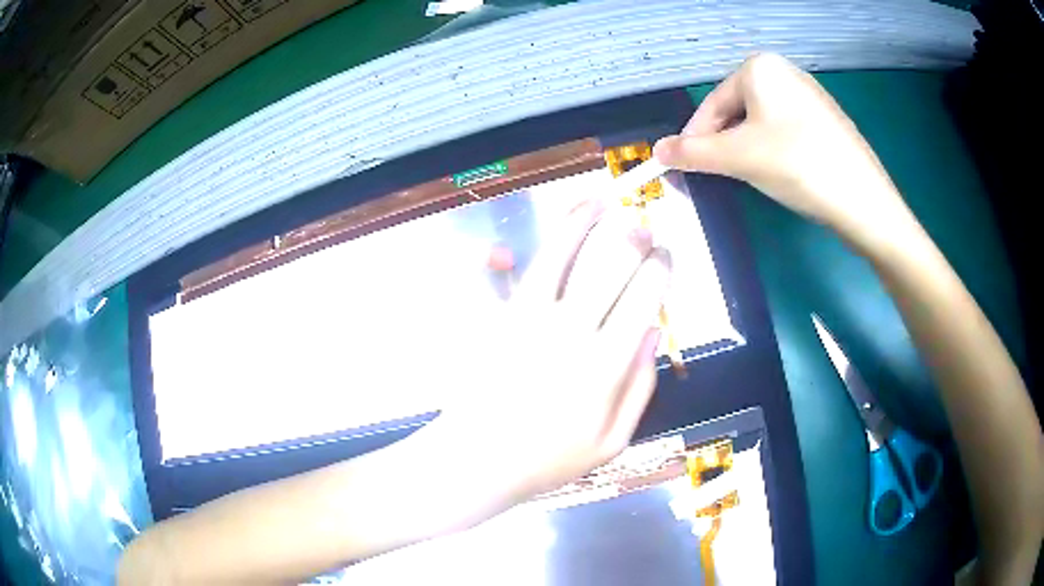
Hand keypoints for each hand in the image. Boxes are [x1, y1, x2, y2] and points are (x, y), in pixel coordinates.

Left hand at [425, 198, 672, 511]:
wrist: (480, 461)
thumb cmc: (549, 459)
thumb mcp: (612, 441)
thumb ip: (640, 387)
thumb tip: (654, 333)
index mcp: (604, 364)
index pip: (644, 299)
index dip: (660, 268)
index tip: (667, 253)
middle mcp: (569, 330)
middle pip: (608, 266)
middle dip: (631, 237)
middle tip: (642, 223)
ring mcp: (527, 320)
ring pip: (559, 256)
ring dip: (580, 222)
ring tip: (596, 199)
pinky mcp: (496, 320)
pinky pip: (505, 275)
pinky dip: (508, 250)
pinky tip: (522, 232)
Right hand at [653, 53, 913, 248]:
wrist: (863, 200)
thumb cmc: (796, 164)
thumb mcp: (737, 158)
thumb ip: (691, 153)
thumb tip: (657, 152)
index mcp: (760, 67)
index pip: (712, 104)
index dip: (695, 138)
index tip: (686, 168)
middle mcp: (785, 71)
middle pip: (737, 110)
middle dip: (725, 143)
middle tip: (722, 175)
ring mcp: (810, 94)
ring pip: (762, 121)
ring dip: (749, 148)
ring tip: (755, 176)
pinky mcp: (828, 119)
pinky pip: (787, 129)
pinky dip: (775, 149)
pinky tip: (784, 172)